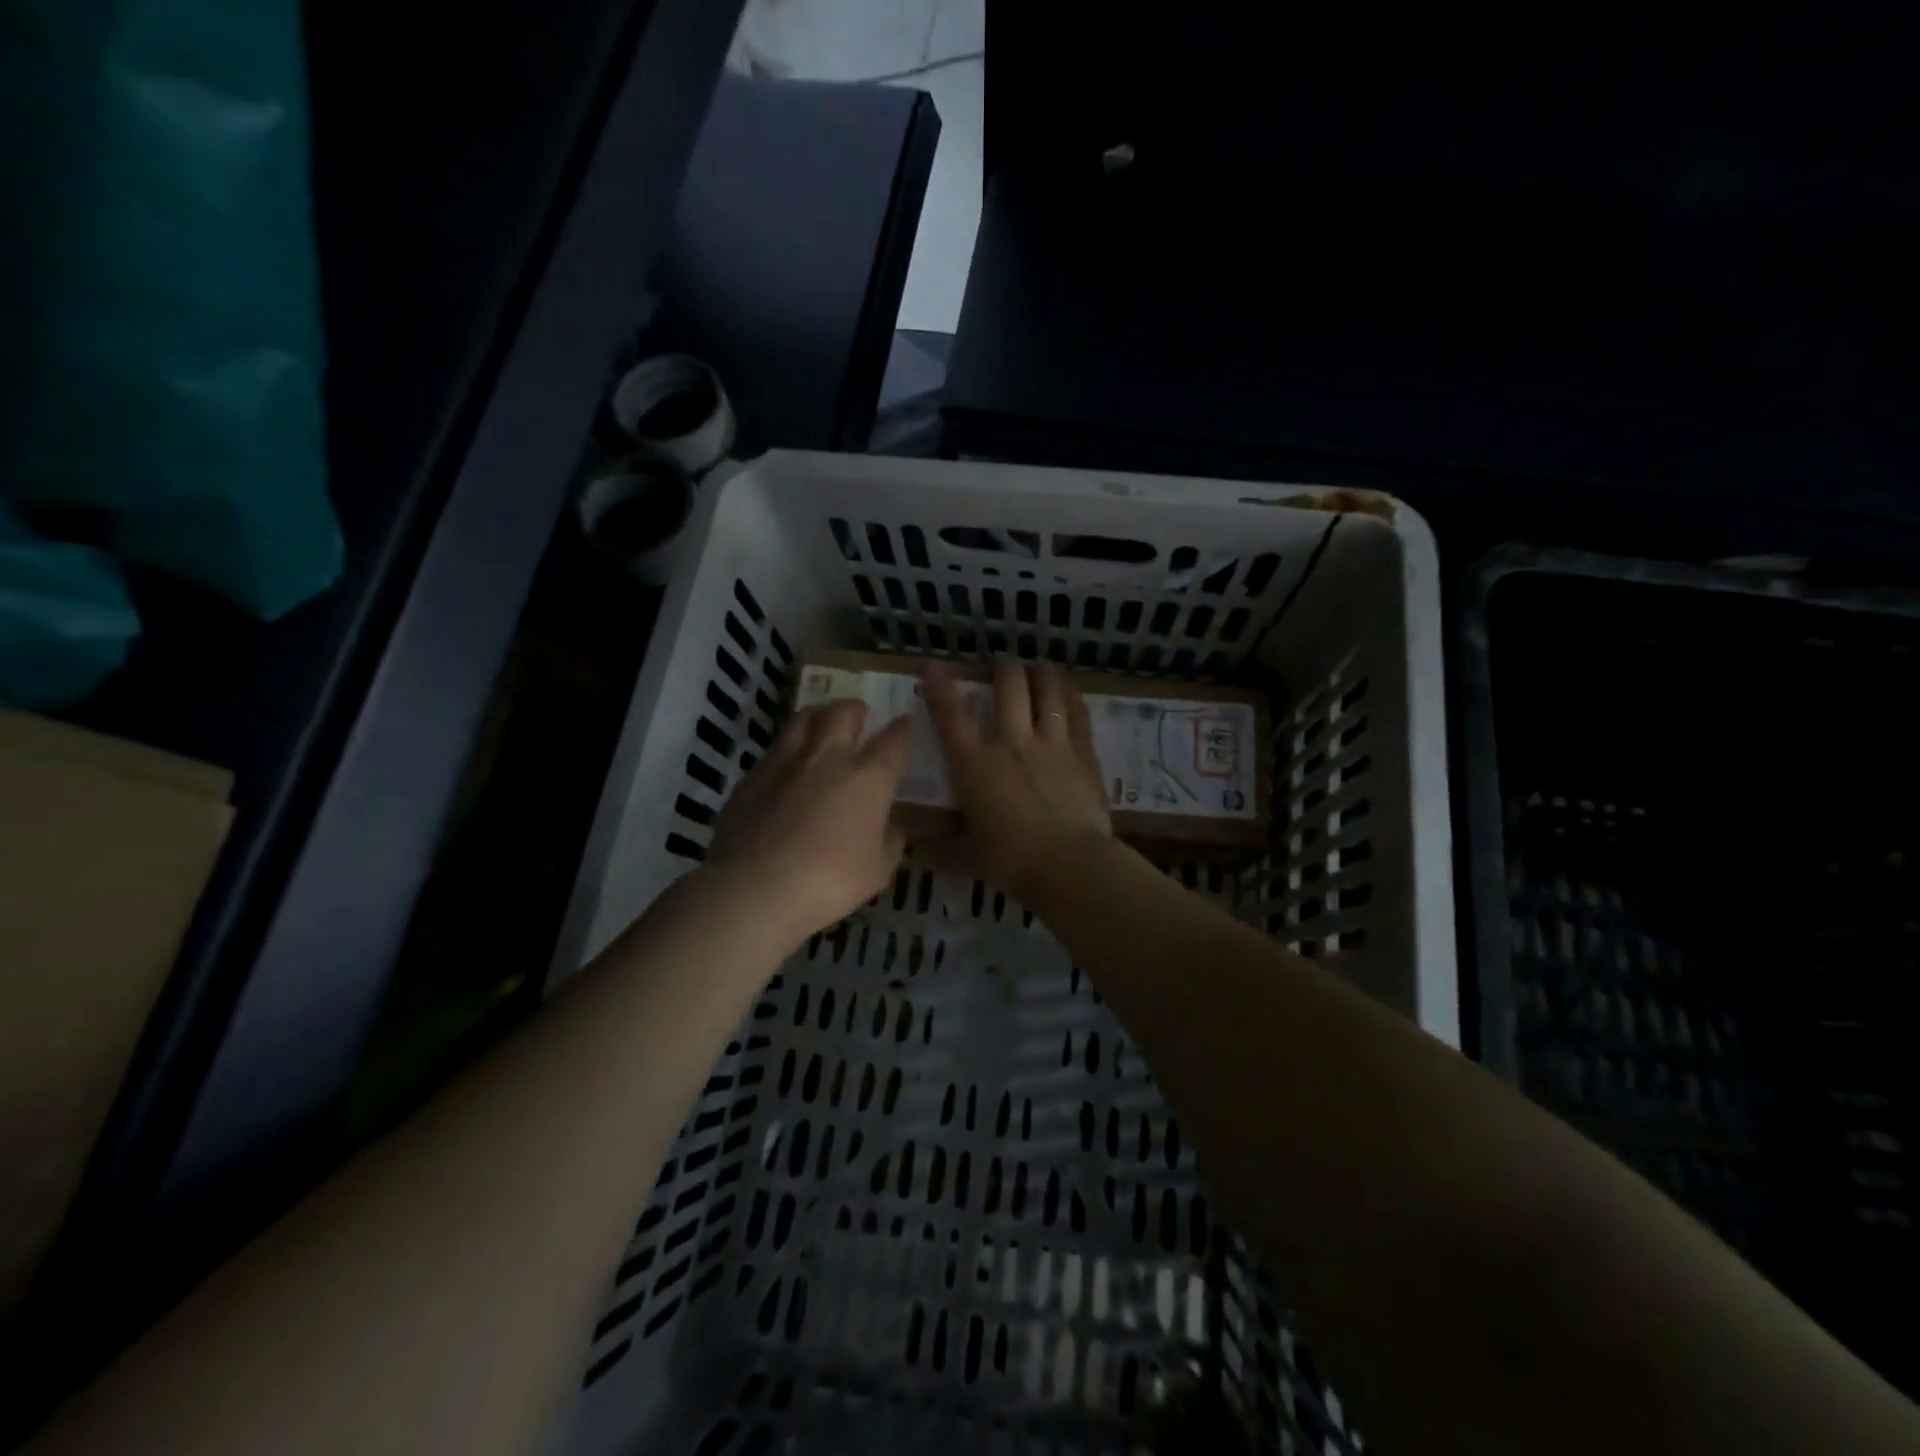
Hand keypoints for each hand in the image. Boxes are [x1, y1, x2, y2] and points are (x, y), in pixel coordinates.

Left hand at [706, 701, 912, 941]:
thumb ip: (891, 840)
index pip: (893, 739)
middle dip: (856, 710)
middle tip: (860, 717)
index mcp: (868, 776)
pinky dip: (789, 747)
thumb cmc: (829, 880)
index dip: (903, 728)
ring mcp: (785, 762)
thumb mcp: (878, 869)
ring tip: (823, 724)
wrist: (754, 887)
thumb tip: (892, 825)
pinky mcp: (752, 776)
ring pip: (804, 718)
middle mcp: (828, 757)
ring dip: (820, 716)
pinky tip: (788, 765)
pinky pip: (776, 748)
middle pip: (843, 712)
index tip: (906, 721)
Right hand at [917, 660, 1112, 899]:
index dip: (938, 685)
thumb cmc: (1010, 861)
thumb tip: (911, 842)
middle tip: (1001, 666)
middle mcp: (1012, 743)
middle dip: (1002, 668)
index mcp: (975, 765)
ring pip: (1048, 691)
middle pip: (1009, 686)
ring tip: (1039, 667)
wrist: (1069, 865)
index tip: (930, 663)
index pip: (950, 714)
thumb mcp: (965, 854)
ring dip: (1042, 673)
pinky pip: (1078, 713)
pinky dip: (1071, 695)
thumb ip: (938, 843)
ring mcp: (1052, 743)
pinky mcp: (1083, 753)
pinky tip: (1069, 689)